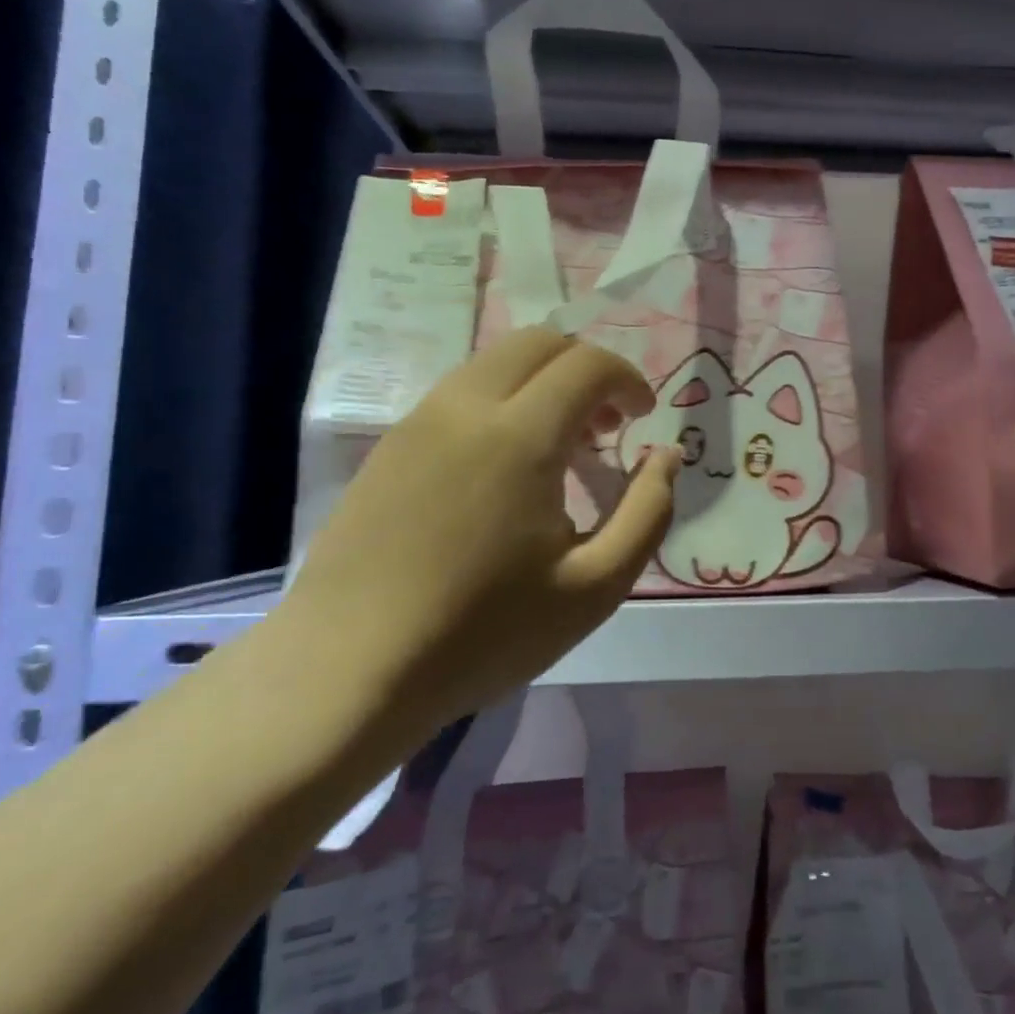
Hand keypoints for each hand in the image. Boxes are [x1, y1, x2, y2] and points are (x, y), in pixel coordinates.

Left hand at [281, 327, 679, 726]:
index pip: (587, 364)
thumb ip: (648, 512)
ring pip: (494, 362)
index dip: (628, 379)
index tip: (643, 418)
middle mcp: (464, 408)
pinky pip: (459, 393)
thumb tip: (666, 457)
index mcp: (519, 436)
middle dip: (587, 369)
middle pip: (539, 342)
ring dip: (543, 383)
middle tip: (606, 427)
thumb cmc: (483, 633)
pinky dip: (502, 402)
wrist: (348, 670)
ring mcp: (418, 422)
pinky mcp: (389, 446)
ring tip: (560, 449)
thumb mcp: (595, 587)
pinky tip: (504, 469)